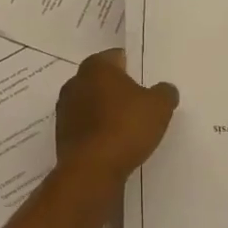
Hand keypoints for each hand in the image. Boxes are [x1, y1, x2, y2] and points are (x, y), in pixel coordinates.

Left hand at [53, 50, 177, 200]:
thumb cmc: (125, 127)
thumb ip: (165, 92)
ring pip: (93, 104)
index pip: (118, 57)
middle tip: (141, 103)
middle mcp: (75, 82)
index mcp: (96, 66)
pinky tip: (114, 144)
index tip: (147, 81)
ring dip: (107, 112)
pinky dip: (98, 131)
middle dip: (119, 90)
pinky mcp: (62, 135)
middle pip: (103, 81)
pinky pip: (86, 127)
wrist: (91, 171)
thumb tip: (165, 89)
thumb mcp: (159, 106)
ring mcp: (65, 109)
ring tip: (130, 127)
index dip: (134, 67)